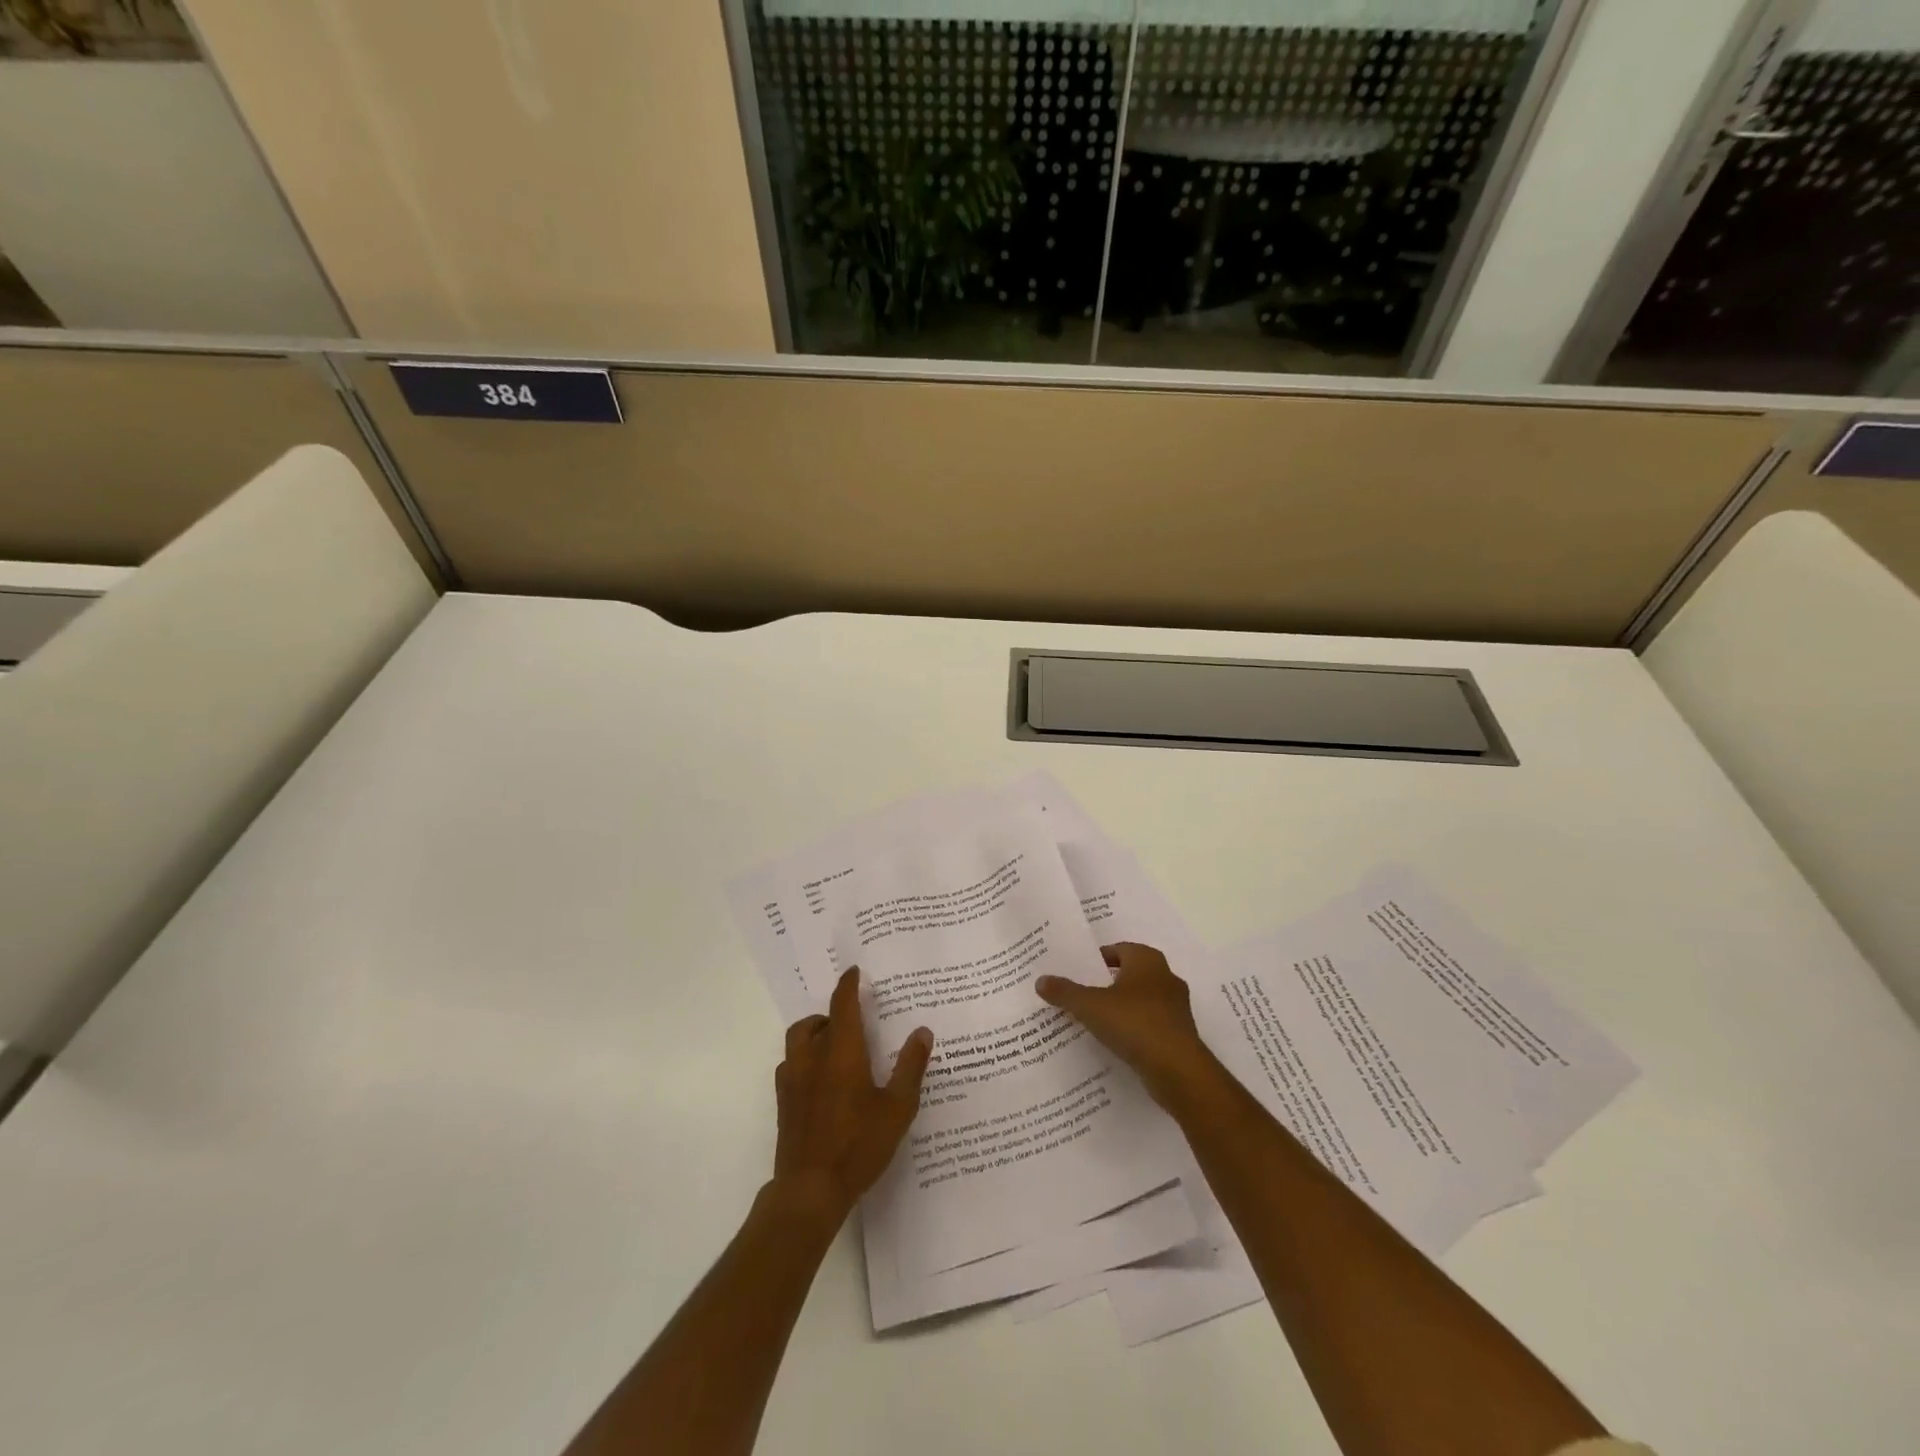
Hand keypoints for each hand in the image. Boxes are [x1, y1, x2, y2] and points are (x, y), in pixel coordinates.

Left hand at [772, 965, 933, 1228]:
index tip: (855, 971)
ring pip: (798, 1041)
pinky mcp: (783, 1102)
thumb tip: (922, 1031)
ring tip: (835, 1047)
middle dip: (830, 1013)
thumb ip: (910, 1067)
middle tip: (851, 1021)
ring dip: (814, 1034)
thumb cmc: (859, 1145)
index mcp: (841, 1052)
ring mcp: (792, 1080)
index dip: (848, 984)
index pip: (842, 1004)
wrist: (810, 1190)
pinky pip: (790, 1065)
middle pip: (814, 1021)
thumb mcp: (897, 1107)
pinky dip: (804, 1059)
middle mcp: (812, 1057)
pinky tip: (820, 1079)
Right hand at [1036, 942, 1221, 1110]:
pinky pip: (1149, 1024)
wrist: (1178, 1070)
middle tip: (1081, 992)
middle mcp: (1165, 977)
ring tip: (1093, 1019)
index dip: (1097, 959)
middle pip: (1129, 974)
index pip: (1118, 949)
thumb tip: (1040, 980)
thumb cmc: (1135, 1024)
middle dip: (1107, 982)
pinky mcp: (1179, 1034)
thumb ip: (1065, 992)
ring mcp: (1175, 1007)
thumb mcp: (1091, 1006)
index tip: (1077, 971)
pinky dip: (1133, 1029)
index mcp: (1147, 960)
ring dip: (1121, 1007)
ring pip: (1141, 1000)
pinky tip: (1114, 1042)